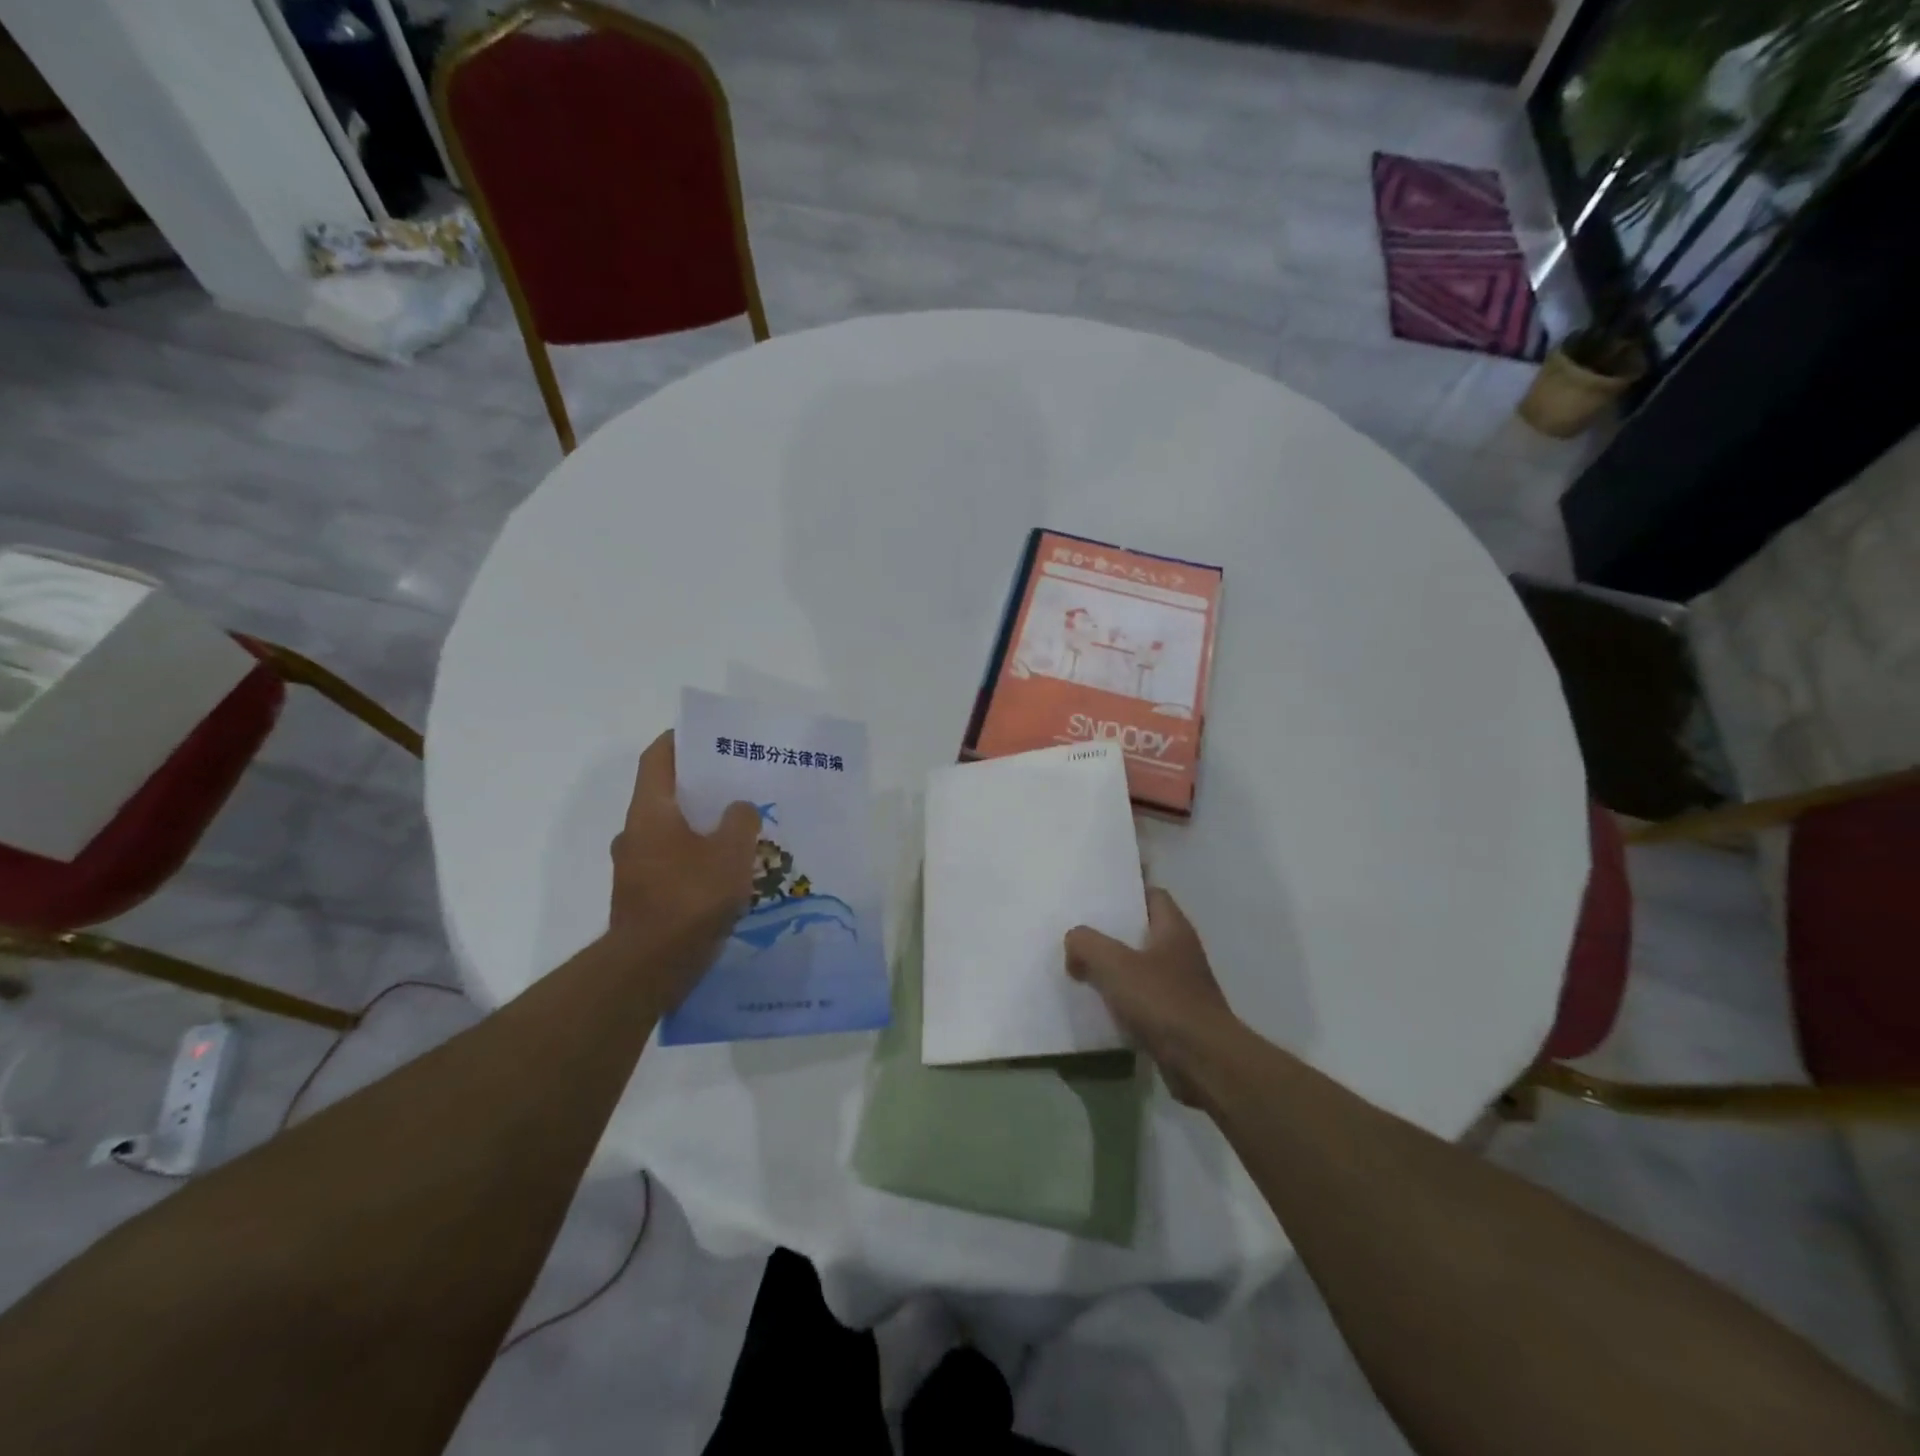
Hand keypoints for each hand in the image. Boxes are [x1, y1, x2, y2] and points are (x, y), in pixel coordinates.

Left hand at [607, 731, 759, 1002]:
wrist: (651, 965)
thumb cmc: (690, 897)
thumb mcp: (730, 852)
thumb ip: (740, 821)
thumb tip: (739, 808)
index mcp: (650, 812)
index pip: (657, 760)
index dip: (677, 741)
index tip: (703, 733)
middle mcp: (635, 833)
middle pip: (665, 795)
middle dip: (699, 787)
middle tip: (736, 783)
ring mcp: (635, 867)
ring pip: (671, 832)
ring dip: (700, 825)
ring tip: (738, 828)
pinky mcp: (644, 896)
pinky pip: (673, 862)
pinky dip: (696, 857)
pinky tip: (727, 870)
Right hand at [1065, 889, 1238, 1104]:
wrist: (1203, 1062)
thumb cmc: (1163, 1002)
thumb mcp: (1115, 964)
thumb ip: (1087, 944)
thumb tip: (1073, 942)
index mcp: (1174, 929)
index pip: (1153, 895)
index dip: (1127, 891)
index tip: (1098, 894)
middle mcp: (1181, 953)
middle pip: (1144, 931)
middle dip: (1113, 931)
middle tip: (1079, 930)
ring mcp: (1181, 987)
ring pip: (1141, 966)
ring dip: (1116, 968)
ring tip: (1080, 966)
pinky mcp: (1176, 1018)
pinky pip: (1143, 999)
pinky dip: (1123, 999)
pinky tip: (1098, 1005)